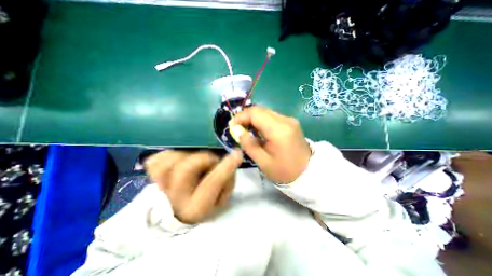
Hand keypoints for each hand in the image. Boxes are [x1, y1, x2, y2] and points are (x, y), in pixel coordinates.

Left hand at [144, 150, 242, 222]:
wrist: (181, 213)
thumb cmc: (207, 203)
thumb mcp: (223, 197)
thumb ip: (227, 177)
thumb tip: (230, 158)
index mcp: (197, 207)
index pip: (211, 183)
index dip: (225, 167)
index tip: (237, 154)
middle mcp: (175, 199)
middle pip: (185, 169)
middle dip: (204, 159)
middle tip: (211, 159)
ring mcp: (160, 189)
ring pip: (166, 163)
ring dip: (185, 155)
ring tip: (194, 158)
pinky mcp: (152, 180)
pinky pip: (155, 161)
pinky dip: (168, 155)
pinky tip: (179, 158)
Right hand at [232, 106, 310, 183]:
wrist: (307, 172)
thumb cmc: (284, 171)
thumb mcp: (263, 162)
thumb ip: (248, 144)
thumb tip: (237, 130)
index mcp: (279, 130)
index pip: (255, 113)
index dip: (240, 117)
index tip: (232, 126)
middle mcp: (285, 120)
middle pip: (260, 110)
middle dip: (245, 117)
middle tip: (237, 129)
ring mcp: (289, 120)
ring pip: (265, 112)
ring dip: (253, 119)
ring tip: (246, 131)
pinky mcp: (290, 122)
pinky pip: (271, 116)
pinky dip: (261, 121)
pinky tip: (258, 131)